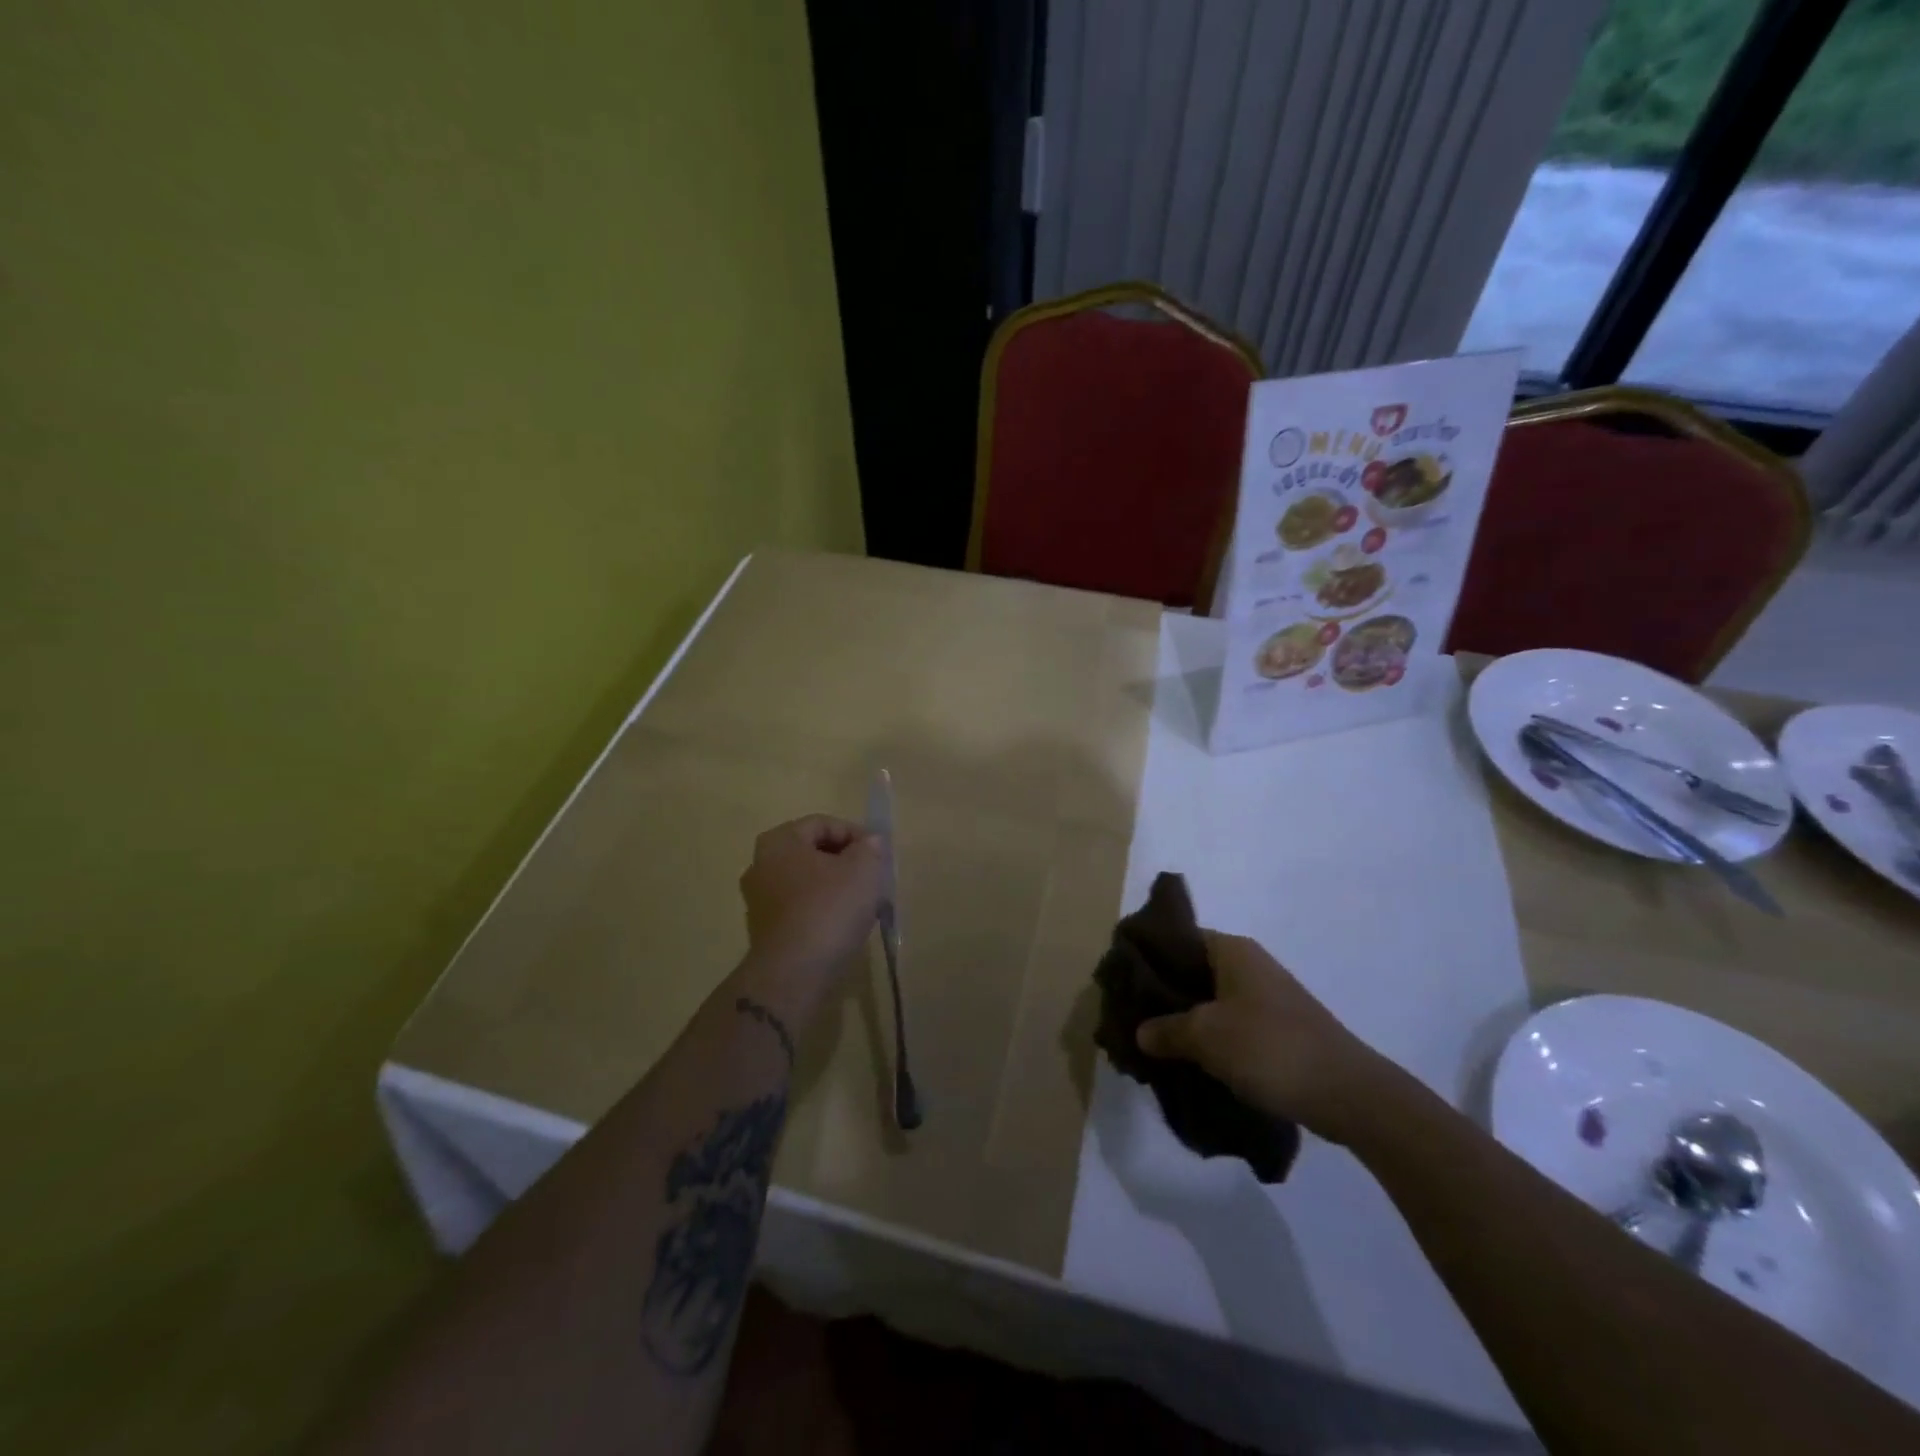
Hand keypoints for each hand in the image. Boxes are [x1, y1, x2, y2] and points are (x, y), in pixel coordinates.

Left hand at [739, 815, 884, 981]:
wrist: (793, 975)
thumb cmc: (828, 910)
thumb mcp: (863, 869)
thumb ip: (870, 848)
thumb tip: (870, 842)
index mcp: (779, 841)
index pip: (823, 823)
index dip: (855, 834)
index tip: (879, 856)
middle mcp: (761, 865)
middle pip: (813, 852)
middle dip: (846, 861)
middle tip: (873, 878)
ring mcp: (759, 900)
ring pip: (808, 882)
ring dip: (836, 887)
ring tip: (864, 903)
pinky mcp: (765, 930)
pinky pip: (801, 908)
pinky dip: (822, 910)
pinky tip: (844, 926)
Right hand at [1136, 931, 1398, 1143]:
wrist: (1348, 1094)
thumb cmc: (1269, 1048)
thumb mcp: (1206, 1036)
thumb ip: (1165, 1030)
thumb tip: (1140, 1032)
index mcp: (1231, 950)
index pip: (1177, 938)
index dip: (1147, 956)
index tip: (1121, 982)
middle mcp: (1248, 965)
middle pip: (1191, 970)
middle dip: (1161, 994)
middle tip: (1131, 1017)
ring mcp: (1266, 997)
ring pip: (1209, 1000)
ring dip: (1184, 1020)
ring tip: (1153, 1043)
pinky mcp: (1277, 1029)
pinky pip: (1229, 1024)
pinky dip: (1208, 1038)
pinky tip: (1188, 1060)